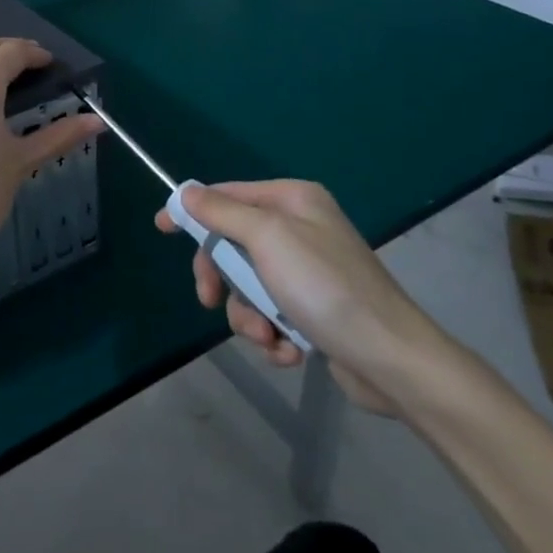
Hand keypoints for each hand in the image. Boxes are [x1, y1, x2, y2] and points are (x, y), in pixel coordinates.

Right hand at [157, 180, 454, 414]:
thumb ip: (223, 212)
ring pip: (248, 286)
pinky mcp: (313, 310)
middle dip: (223, 279)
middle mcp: (300, 229)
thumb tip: (186, 192)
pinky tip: (290, 351)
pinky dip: (273, 335)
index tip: (161, 227)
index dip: (193, 210)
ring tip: (270, 336)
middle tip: (208, 300)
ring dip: (250, 316)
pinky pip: (271, 314)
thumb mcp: (267, 239)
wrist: (391, 360)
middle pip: (233, 244)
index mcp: (292, 200)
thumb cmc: (325, 287)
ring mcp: (307, 271)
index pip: (228, 195)